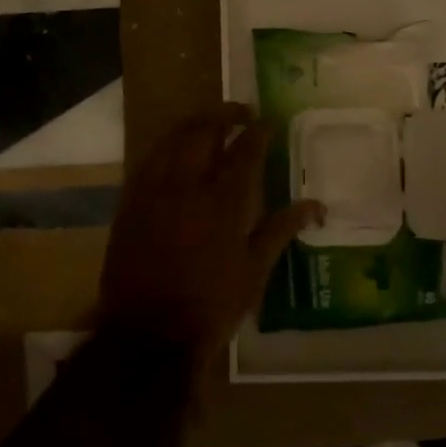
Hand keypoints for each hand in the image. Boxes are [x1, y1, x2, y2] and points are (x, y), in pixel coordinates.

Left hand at [99, 103, 322, 368]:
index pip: (245, 150)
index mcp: (222, 201)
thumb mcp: (254, 272)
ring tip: (209, 124)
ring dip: (193, 124)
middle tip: (241, 113)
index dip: (259, 131)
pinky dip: (167, 147)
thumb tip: (315, 204)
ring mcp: (152, 191)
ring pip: (171, 139)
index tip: (268, 121)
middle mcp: (186, 185)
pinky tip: (175, 153)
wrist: (147, 333)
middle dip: (224, 114)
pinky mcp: (130, 203)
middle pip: (203, 131)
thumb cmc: (209, 307)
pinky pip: (148, 160)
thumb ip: (281, 230)